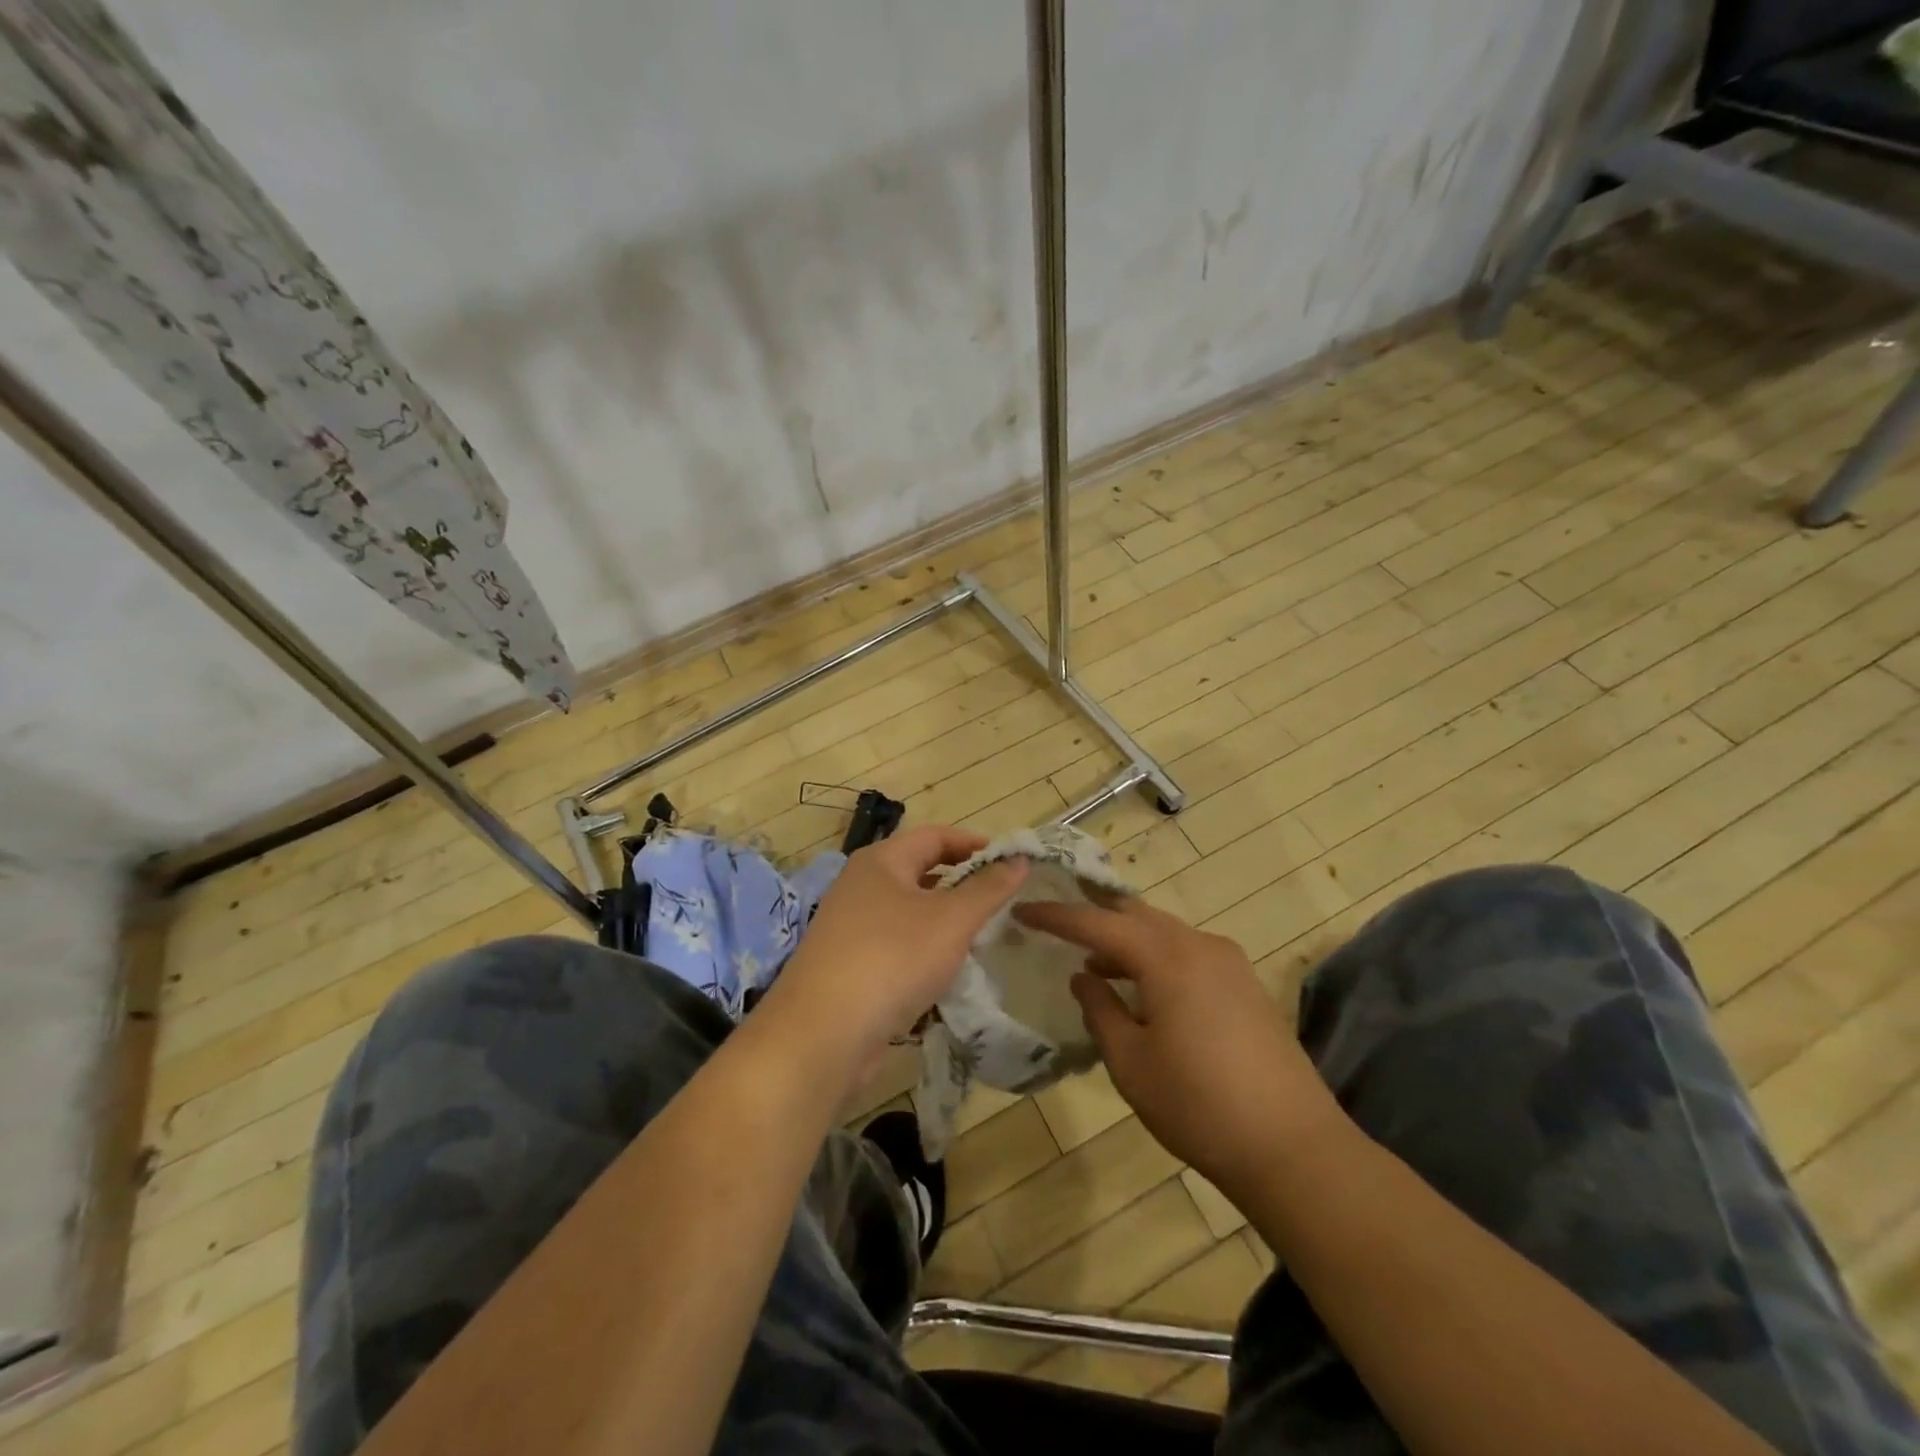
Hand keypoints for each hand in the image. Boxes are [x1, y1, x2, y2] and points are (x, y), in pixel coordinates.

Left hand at [761, 826, 1026, 1082]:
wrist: (822, 1035)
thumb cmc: (892, 959)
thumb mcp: (951, 920)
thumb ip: (988, 889)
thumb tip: (1018, 859)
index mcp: (881, 861)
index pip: (936, 836)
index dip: (975, 844)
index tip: (1012, 864)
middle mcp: (861, 886)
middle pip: (921, 872)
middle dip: (962, 885)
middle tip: (1001, 903)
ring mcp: (850, 927)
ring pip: (909, 913)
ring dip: (945, 923)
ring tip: (981, 939)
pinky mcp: (848, 966)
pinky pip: (896, 947)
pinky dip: (924, 953)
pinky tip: (946, 976)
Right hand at [1014, 896, 1343, 1198]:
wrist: (1293, 1147)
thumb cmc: (1198, 1105)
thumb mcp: (1130, 1062)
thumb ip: (1100, 1010)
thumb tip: (1083, 978)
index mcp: (1166, 957)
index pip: (1098, 922)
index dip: (1056, 915)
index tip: (1023, 911)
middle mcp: (1199, 945)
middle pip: (1136, 914)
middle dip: (1095, 915)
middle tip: (1058, 922)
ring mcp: (1229, 963)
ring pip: (1164, 932)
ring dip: (1126, 940)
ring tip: (1094, 965)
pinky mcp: (1246, 985)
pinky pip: (1188, 952)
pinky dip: (1156, 957)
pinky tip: (1142, 989)